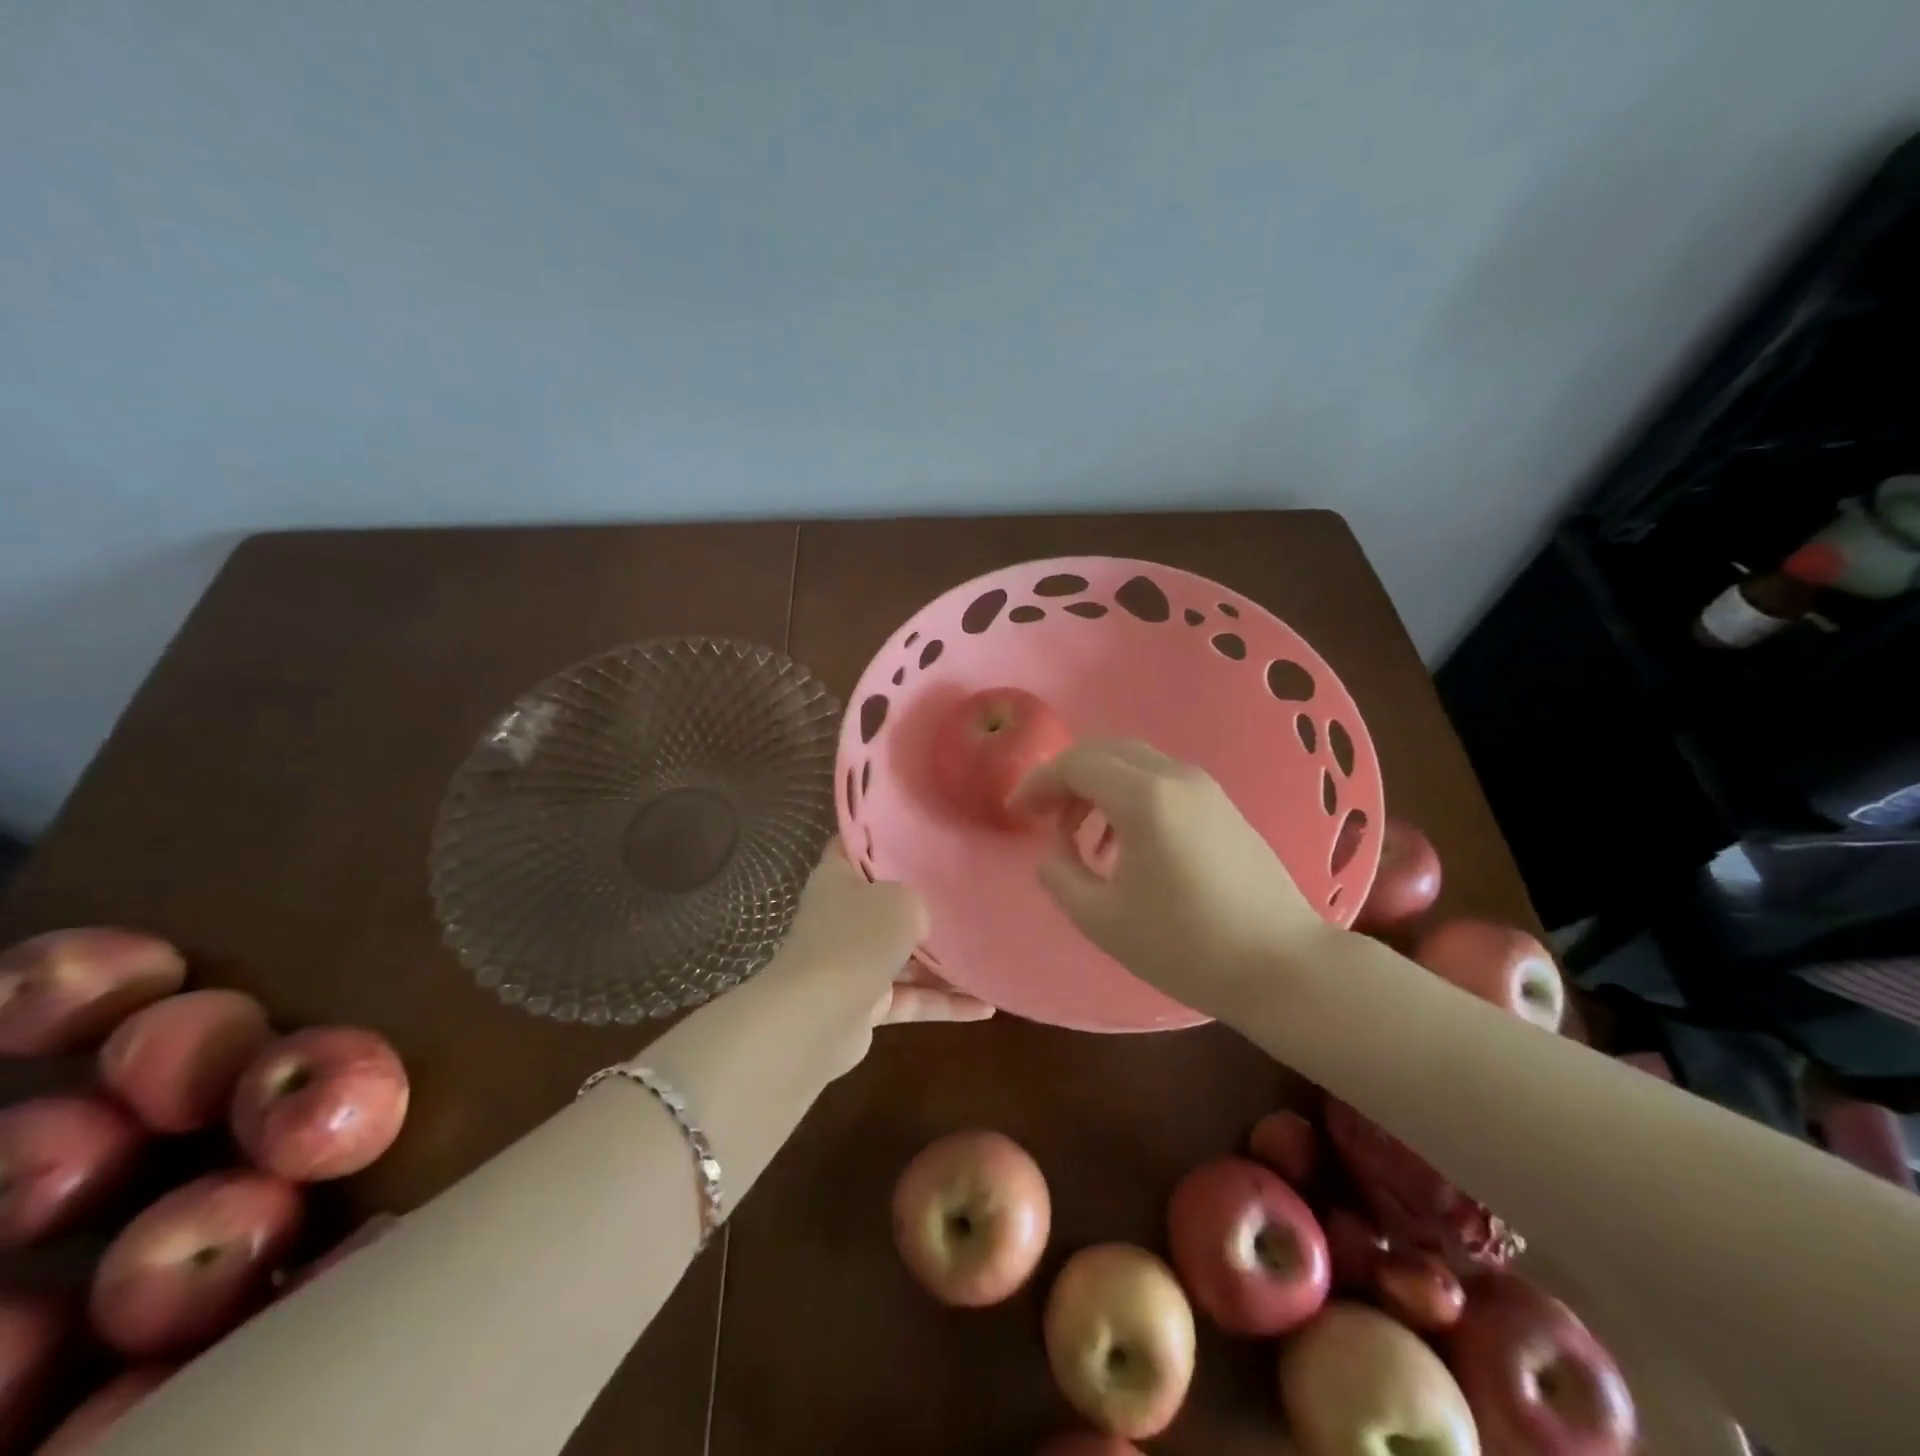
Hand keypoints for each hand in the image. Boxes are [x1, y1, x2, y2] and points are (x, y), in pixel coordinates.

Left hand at [772, 843, 992, 1075]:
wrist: (817, 1018)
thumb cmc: (857, 938)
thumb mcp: (900, 900)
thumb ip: (916, 900)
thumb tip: (920, 920)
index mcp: (838, 878)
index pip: (857, 845)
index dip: (884, 836)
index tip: (922, 832)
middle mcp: (841, 916)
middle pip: (886, 903)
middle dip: (924, 904)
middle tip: (969, 894)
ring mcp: (851, 962)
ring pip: (904, 956)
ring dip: (944, 964)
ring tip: (989, 958)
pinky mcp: (865, 1004)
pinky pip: (911, 998)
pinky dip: (943, 1003)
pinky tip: (985, 1008)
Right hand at [1014, 739, 1330, 1021]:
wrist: (1283, 966)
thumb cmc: (1186, 946)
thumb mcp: (1102, 919)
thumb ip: (1060, 876)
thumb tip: (1054, 852)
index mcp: (1144, 797)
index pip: (1076, 764)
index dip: (1038, 783)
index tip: (1017, 811)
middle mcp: (1176, 776)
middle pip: (1105, 751)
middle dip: (1066, 778)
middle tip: (1045, 817)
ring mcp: (1206, 788)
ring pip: (1135, 763)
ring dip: (1098, 787)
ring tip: (1082, 838)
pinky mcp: (1224, 806)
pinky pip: (1161, 781)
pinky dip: (1129, 796)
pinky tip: (1125, 844)